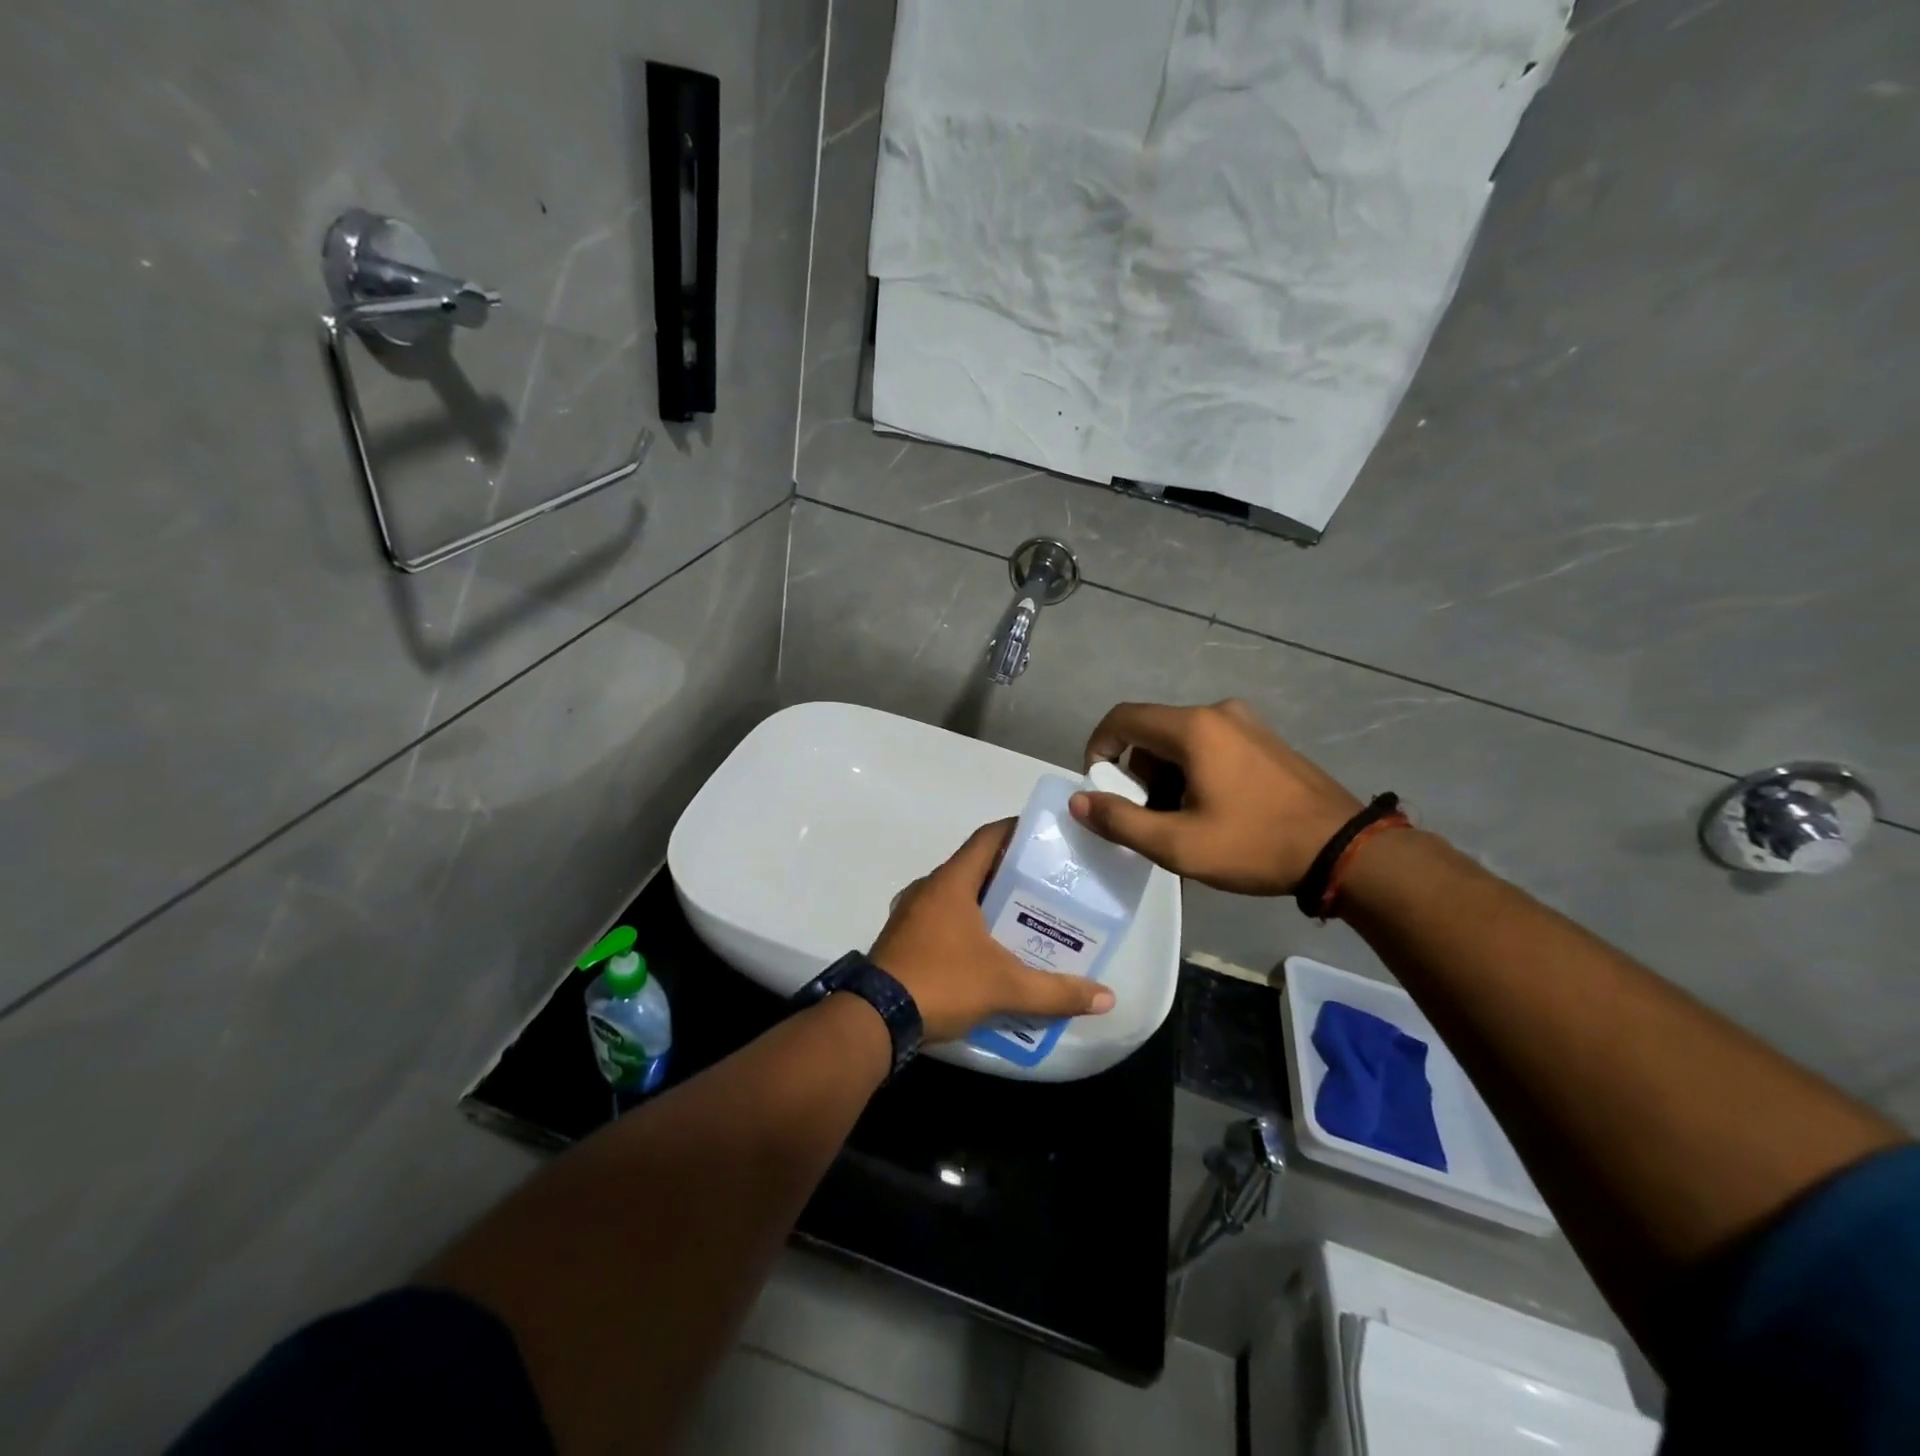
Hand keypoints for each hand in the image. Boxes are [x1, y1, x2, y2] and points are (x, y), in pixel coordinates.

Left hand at [869, 821, 1115, 1042]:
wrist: (875, 1019)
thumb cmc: (942, 983)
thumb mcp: (1005, 987)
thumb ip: (1056, 992)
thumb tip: (1106, 998)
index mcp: (951, 883)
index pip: (987, 838)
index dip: (1015, 830)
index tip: (1044, 833)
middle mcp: (928, 889)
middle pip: (974, 866)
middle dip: (1008, 872)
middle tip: (1045, 884)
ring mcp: (910, 913)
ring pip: (956, 895)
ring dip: (986, 900)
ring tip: (1022, 916)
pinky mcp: (902, 939)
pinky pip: (941, 917)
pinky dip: (966, 923)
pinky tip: (987, 948)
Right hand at [1070, 700, 1362, 894]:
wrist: (1344, 850)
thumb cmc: (1255, 844)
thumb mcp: (1178, 844)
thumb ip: (1120, 821)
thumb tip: (1079, 802)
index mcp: (1194, 728)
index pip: (1123, 718)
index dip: (1098, 748)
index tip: (1099, 787)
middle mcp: (1218, 712)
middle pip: (1152, 731)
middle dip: (1136, 772)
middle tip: (1146, 815)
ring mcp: (1247, 723)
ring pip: (1181, 740)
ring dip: (1166, 775)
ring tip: (1182, 821)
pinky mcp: (1265, 740)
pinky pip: (1210, 745)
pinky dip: (1194, 771)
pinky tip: (1213, 810)